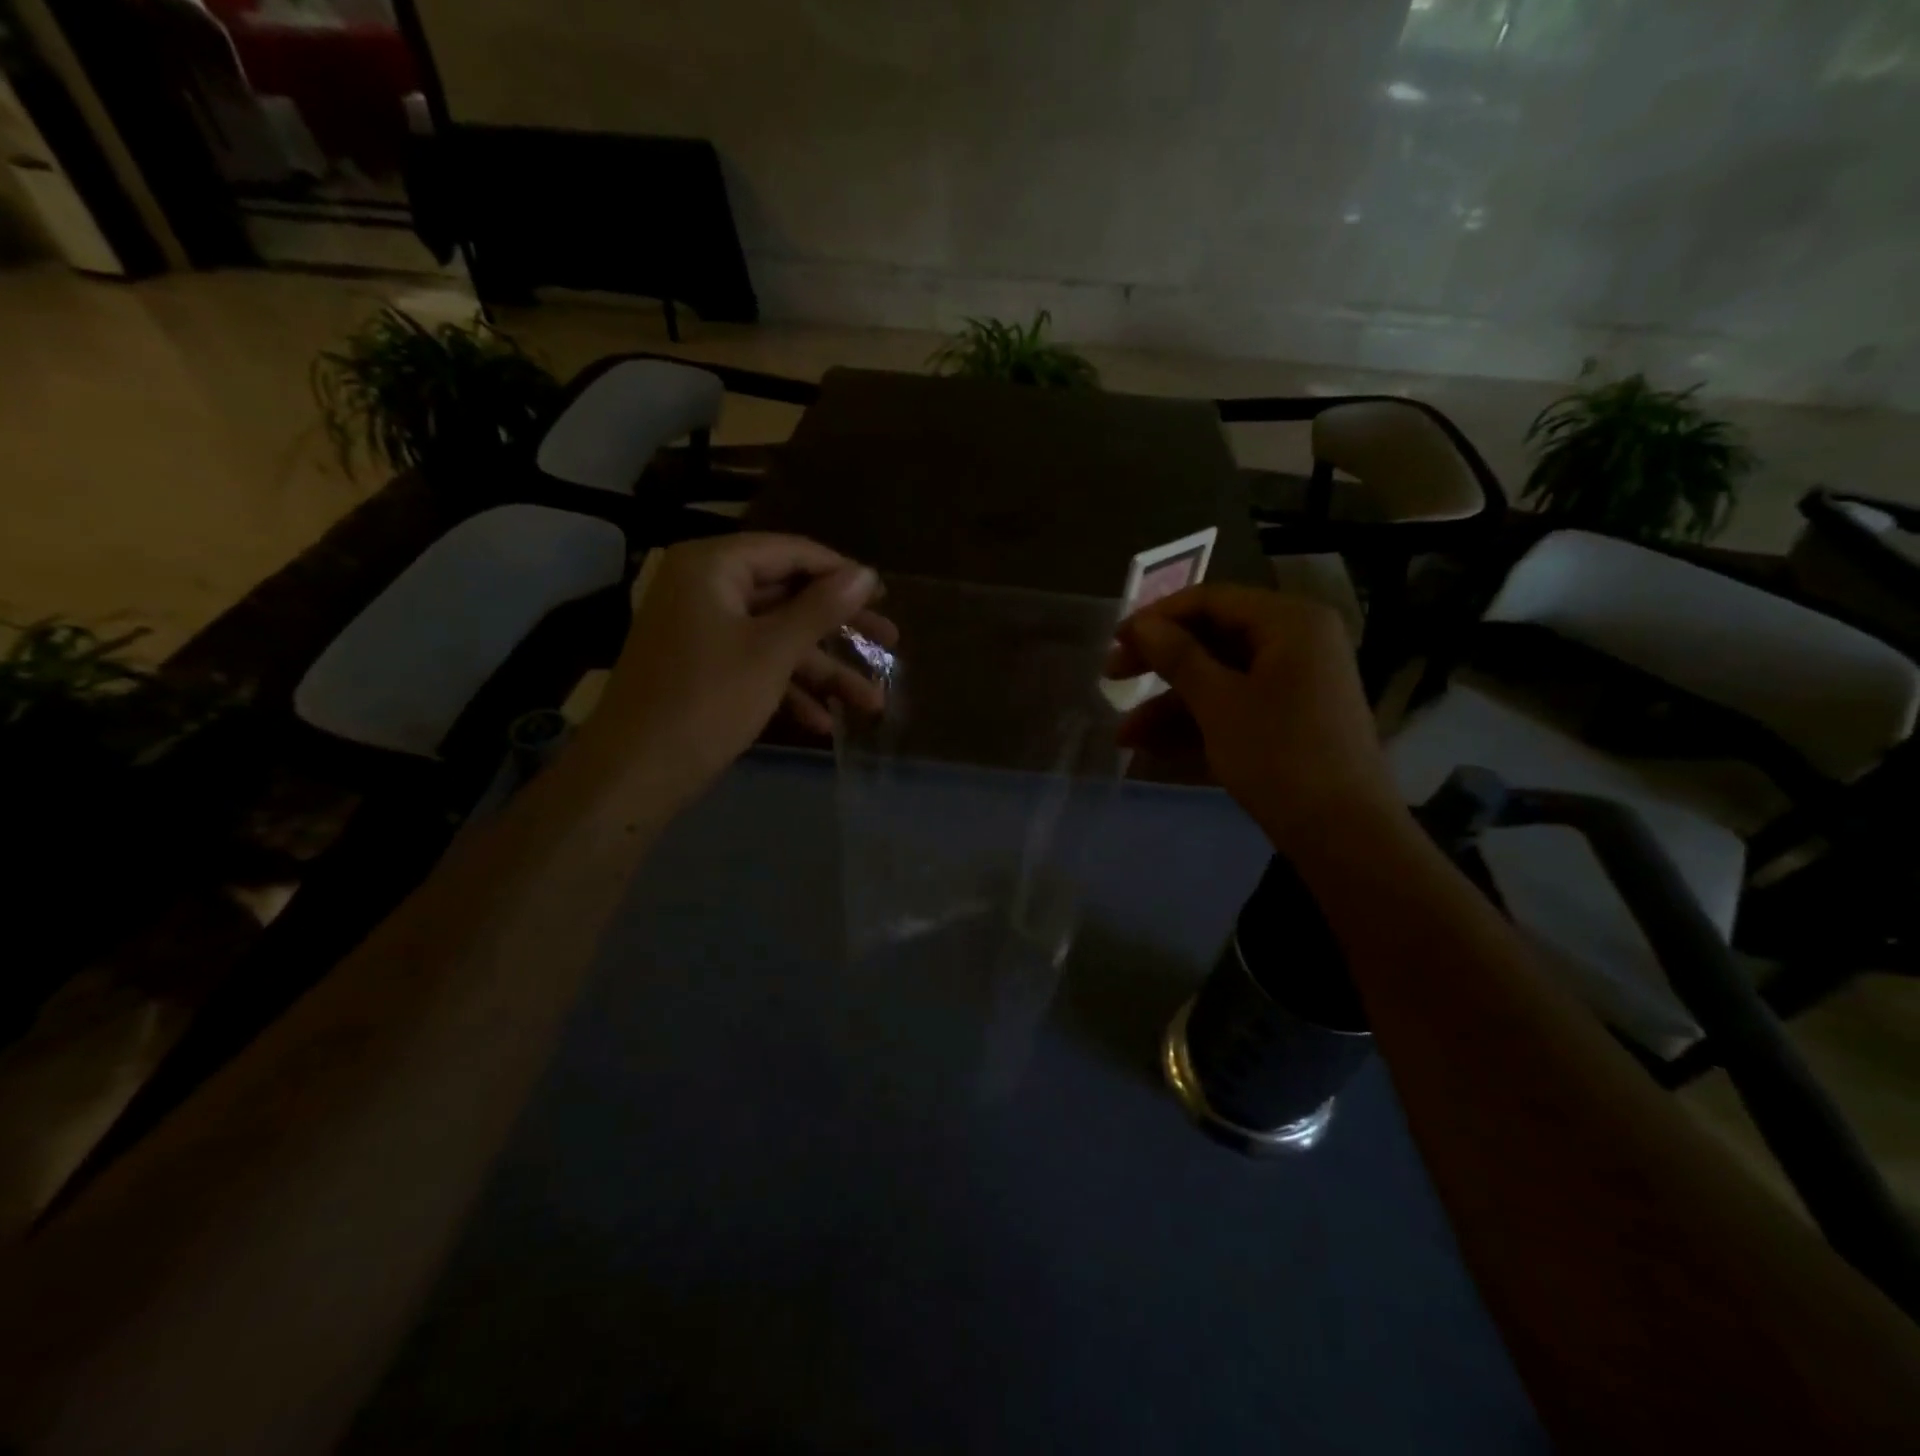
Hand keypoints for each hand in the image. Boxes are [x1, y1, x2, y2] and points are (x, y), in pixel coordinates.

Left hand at [587, 534, 895, 800]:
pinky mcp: (703, 667)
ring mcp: (702, 630)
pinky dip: (788, 689)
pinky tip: (824, 723)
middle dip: (840, 631)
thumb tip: (867, 573)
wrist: (634, 774)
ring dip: (823, 672)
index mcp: (713, 567)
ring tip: (871, 702)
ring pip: (777, 638)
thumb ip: (822, 608)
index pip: (791, 553)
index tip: (885, 598)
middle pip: (788, 597)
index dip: (841, 574)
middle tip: (890, 644)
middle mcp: (705, 588)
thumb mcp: (773, 652)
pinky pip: (755, 664)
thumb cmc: (706, 701)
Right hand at [1107, 584, 1403, 850]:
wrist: (1344, 836)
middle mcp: (1297, 644)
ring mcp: (1295, 686)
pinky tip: (1150, 749)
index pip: (1213, 600)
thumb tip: (1141, 624)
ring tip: (1124, 736)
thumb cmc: (1280, 755)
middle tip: (1111, 677)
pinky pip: (1235, 708)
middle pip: (1214, 639)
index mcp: (1290, 622)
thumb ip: (1177, 657)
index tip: (1115, 639)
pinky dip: (1196, 724)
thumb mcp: (1219, 702)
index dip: (1158, 616)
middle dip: (1159, 665)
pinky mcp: (1290, 722)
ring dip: (1169, 705)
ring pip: (1220, 680)